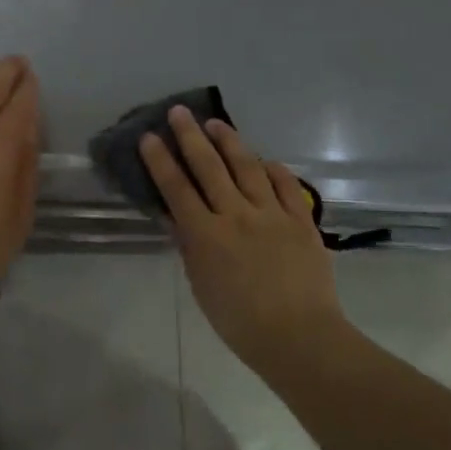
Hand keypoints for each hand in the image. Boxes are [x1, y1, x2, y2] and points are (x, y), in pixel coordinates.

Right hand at [140, 109, 343, 378]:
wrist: (300, 337)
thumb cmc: (240, 322)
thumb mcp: (201, 286)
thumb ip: (190, 247)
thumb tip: (176, 217)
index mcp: (206, 235)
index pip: (176, 189)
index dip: (161, 160)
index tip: (150, 137)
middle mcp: (236, 215)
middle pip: (209, 167)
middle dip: (191, 136)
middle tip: (180, 112)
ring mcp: (271, 214)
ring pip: (247, 167)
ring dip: (230, 142)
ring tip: (216, 124)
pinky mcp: (300, 219)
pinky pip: (285, 185)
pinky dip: (273, 169)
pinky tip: (264, 159)